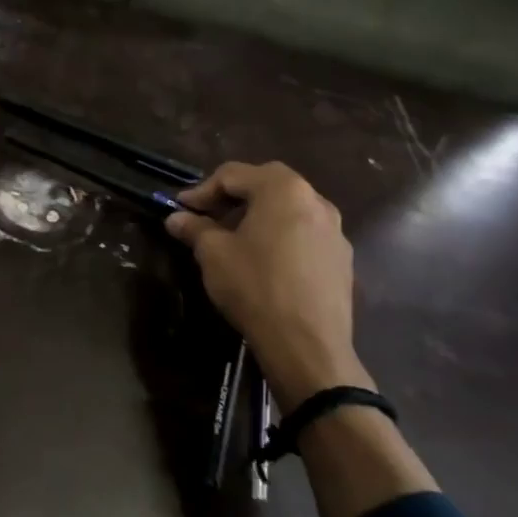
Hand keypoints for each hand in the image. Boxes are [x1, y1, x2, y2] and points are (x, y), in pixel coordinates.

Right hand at [165, 161, 372, 411]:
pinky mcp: (342, 258)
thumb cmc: (255, 286)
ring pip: (289, 208)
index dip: (201, 189)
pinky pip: (304, 232)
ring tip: (233, 237)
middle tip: (207, 216)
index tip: (180, 209)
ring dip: (258, 214)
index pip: (234, 174)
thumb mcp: (213, 254)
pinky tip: (263, 260)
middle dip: (232, 196)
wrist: (306, 342)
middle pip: (266, 183)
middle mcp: (315, 200)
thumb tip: (176, 218)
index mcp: (283, 190)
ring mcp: (335, 229)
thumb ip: (194, 229)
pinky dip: (280, 234)